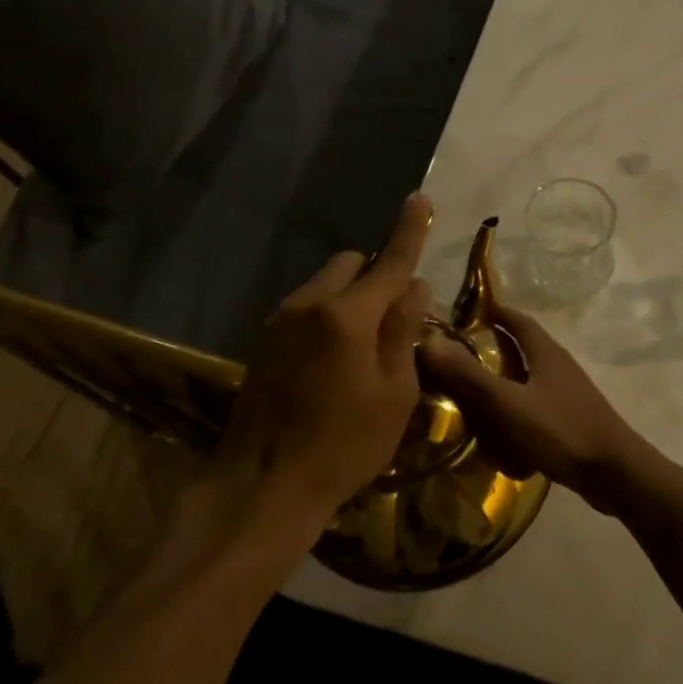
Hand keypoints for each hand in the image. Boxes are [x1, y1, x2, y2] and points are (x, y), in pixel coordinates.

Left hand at [215, 194, 433, 532]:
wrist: (262, 485)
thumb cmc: (343, 445)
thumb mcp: (394, 394)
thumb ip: (403, 331)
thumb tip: (414, 288)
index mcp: (348, 315)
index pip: (390, 261)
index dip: (409, 229)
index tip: (420, 198)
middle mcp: (310, 304)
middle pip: (352, 263)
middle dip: (377, 275)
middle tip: (394, 318)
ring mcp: (282, 320)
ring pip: (327, 284)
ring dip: (351, 296)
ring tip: (363, 348)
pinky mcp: (265, 340)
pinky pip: (307, 307)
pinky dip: (329, 315)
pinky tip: (333, 362)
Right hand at [420, 308, 647, 513]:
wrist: (615, 473)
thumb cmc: (560, 430)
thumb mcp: (508, 403)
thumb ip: (470, 375)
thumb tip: (431, 342)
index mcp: (546, 352)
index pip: (517, 320)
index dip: (494, 312)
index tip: (464, 314)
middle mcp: (558, 365)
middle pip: (523, 347)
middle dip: (492, 349)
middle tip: (457, 360)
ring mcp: (567, 394)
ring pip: (528, 379)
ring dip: (503, 382)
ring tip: (471, 396)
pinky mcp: (571, 419)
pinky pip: (535, 406)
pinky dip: (515, 410)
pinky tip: (500, 430)